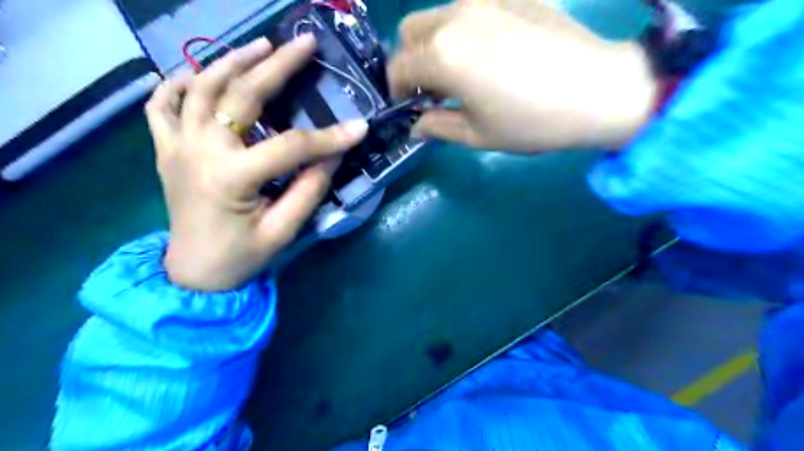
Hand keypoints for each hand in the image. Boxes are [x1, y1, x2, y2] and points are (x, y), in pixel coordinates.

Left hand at [145, 33, 365, 288]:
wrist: (192, 273)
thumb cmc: (241, 256)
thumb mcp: (283, 230)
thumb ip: (309, 189)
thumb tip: (334, 155)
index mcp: (231, 178)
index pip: (290, 147)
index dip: (329, 137)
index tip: (359, 126)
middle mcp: (199, 152)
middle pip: (240, 96)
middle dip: (277, 67)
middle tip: (303, 44)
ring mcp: (176, 146)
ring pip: (199, 87)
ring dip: (231, 61)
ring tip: (262, 46)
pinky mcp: (166, 149)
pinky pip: (161, 104)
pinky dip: (178, 82)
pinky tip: (201, 72)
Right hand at [390, 0, 659, 150]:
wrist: (597, 90)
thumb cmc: (530, 121)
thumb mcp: (476, 135)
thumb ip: (437, 126)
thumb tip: (416, 125)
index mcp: (442, 55)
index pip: (398, 66)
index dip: (397, 89)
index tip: (410, 106)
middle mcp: (455, 17)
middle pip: (411, 31)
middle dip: (411, 60)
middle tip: (431, 87)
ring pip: (439, 16)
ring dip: (435, 43)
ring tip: (460, 71)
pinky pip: (470, 8)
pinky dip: (464, 31)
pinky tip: (489, 52)